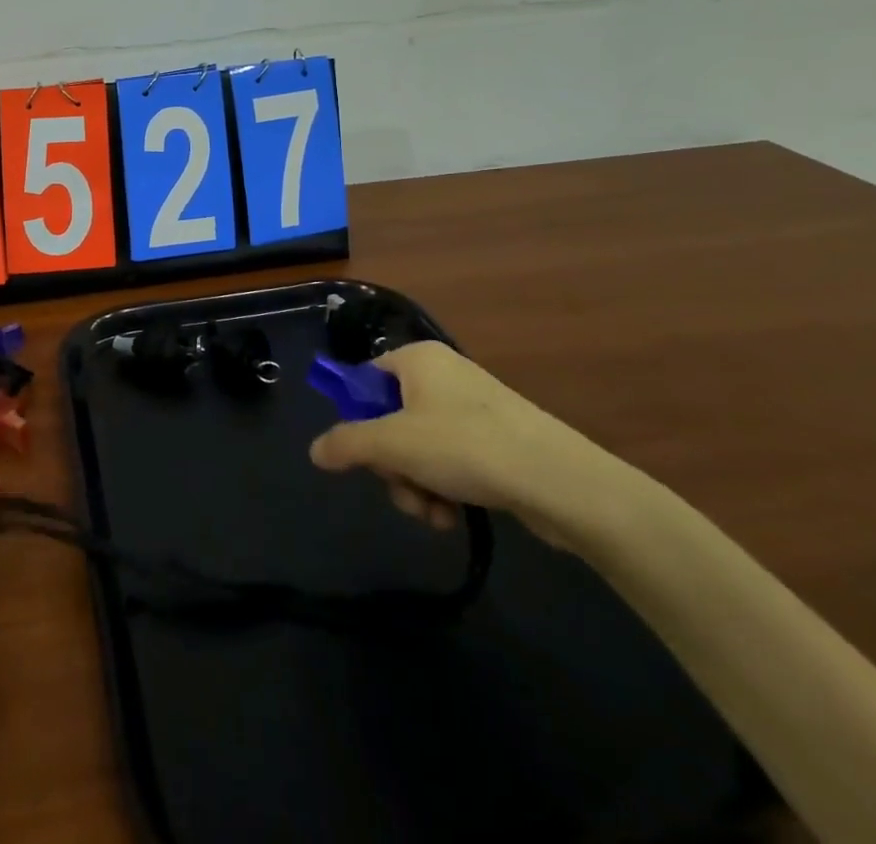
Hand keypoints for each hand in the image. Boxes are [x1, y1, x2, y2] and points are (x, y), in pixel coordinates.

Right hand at [308, 340, 625, 547]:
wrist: (560, 481)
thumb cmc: (466, 446)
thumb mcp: (394, 445)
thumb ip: (347, 444)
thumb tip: (314, 450)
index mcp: (416, 359)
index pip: (365, 380)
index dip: (357, 418)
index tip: (363, 454)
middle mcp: (443, 376)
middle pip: (390, 420)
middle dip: (391, 465)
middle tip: (402, 489)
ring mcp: (472, 408)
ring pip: (419, 447)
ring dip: (415, 484)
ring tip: (432, 514)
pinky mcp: (496, 441)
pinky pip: (451, 460)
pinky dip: (444, 488)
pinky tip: (451, 516)